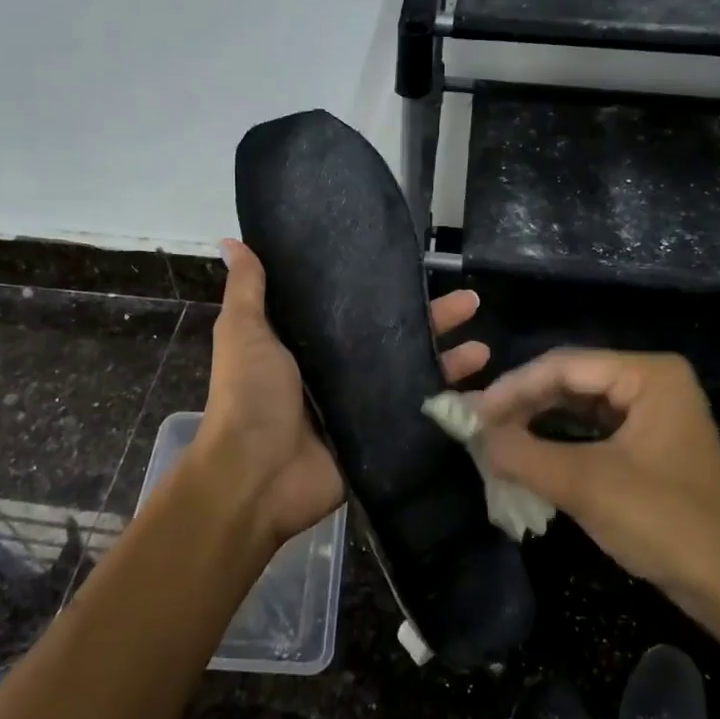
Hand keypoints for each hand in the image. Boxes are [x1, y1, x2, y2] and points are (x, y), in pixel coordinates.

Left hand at [194, 239, 490, 547]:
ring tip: (484, 344)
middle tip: (470, 301)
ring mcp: (361, 404)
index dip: (383, 289)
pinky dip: (447, 400)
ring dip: (448, 358)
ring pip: (411, 371)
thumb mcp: (244, 333)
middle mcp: (337, 369)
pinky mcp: (378, 435)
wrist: (256, 477)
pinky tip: (481, 386)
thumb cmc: (250, 397)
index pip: (354, 307)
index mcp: (306, 343)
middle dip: (431, 319)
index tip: (413, 267)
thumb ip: (248, 290)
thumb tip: (235, 241)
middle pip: (392, 336)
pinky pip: (416, 411)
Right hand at [471, 349, 719, 611]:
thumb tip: (475, 435)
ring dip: (538, 421)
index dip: (513, 388)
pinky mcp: (650, 443)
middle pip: (572, 380)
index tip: (472, 413)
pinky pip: (594, 429)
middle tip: (480, 427)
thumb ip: (524, 454)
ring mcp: (654, 412)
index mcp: (649, 374)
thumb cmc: (664, 522)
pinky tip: (530, 453)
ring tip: (496, 438)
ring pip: (580, 405)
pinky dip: (559, 440)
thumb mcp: (585, 485)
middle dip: (524, 404)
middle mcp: (653, 382)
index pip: (565, 365)